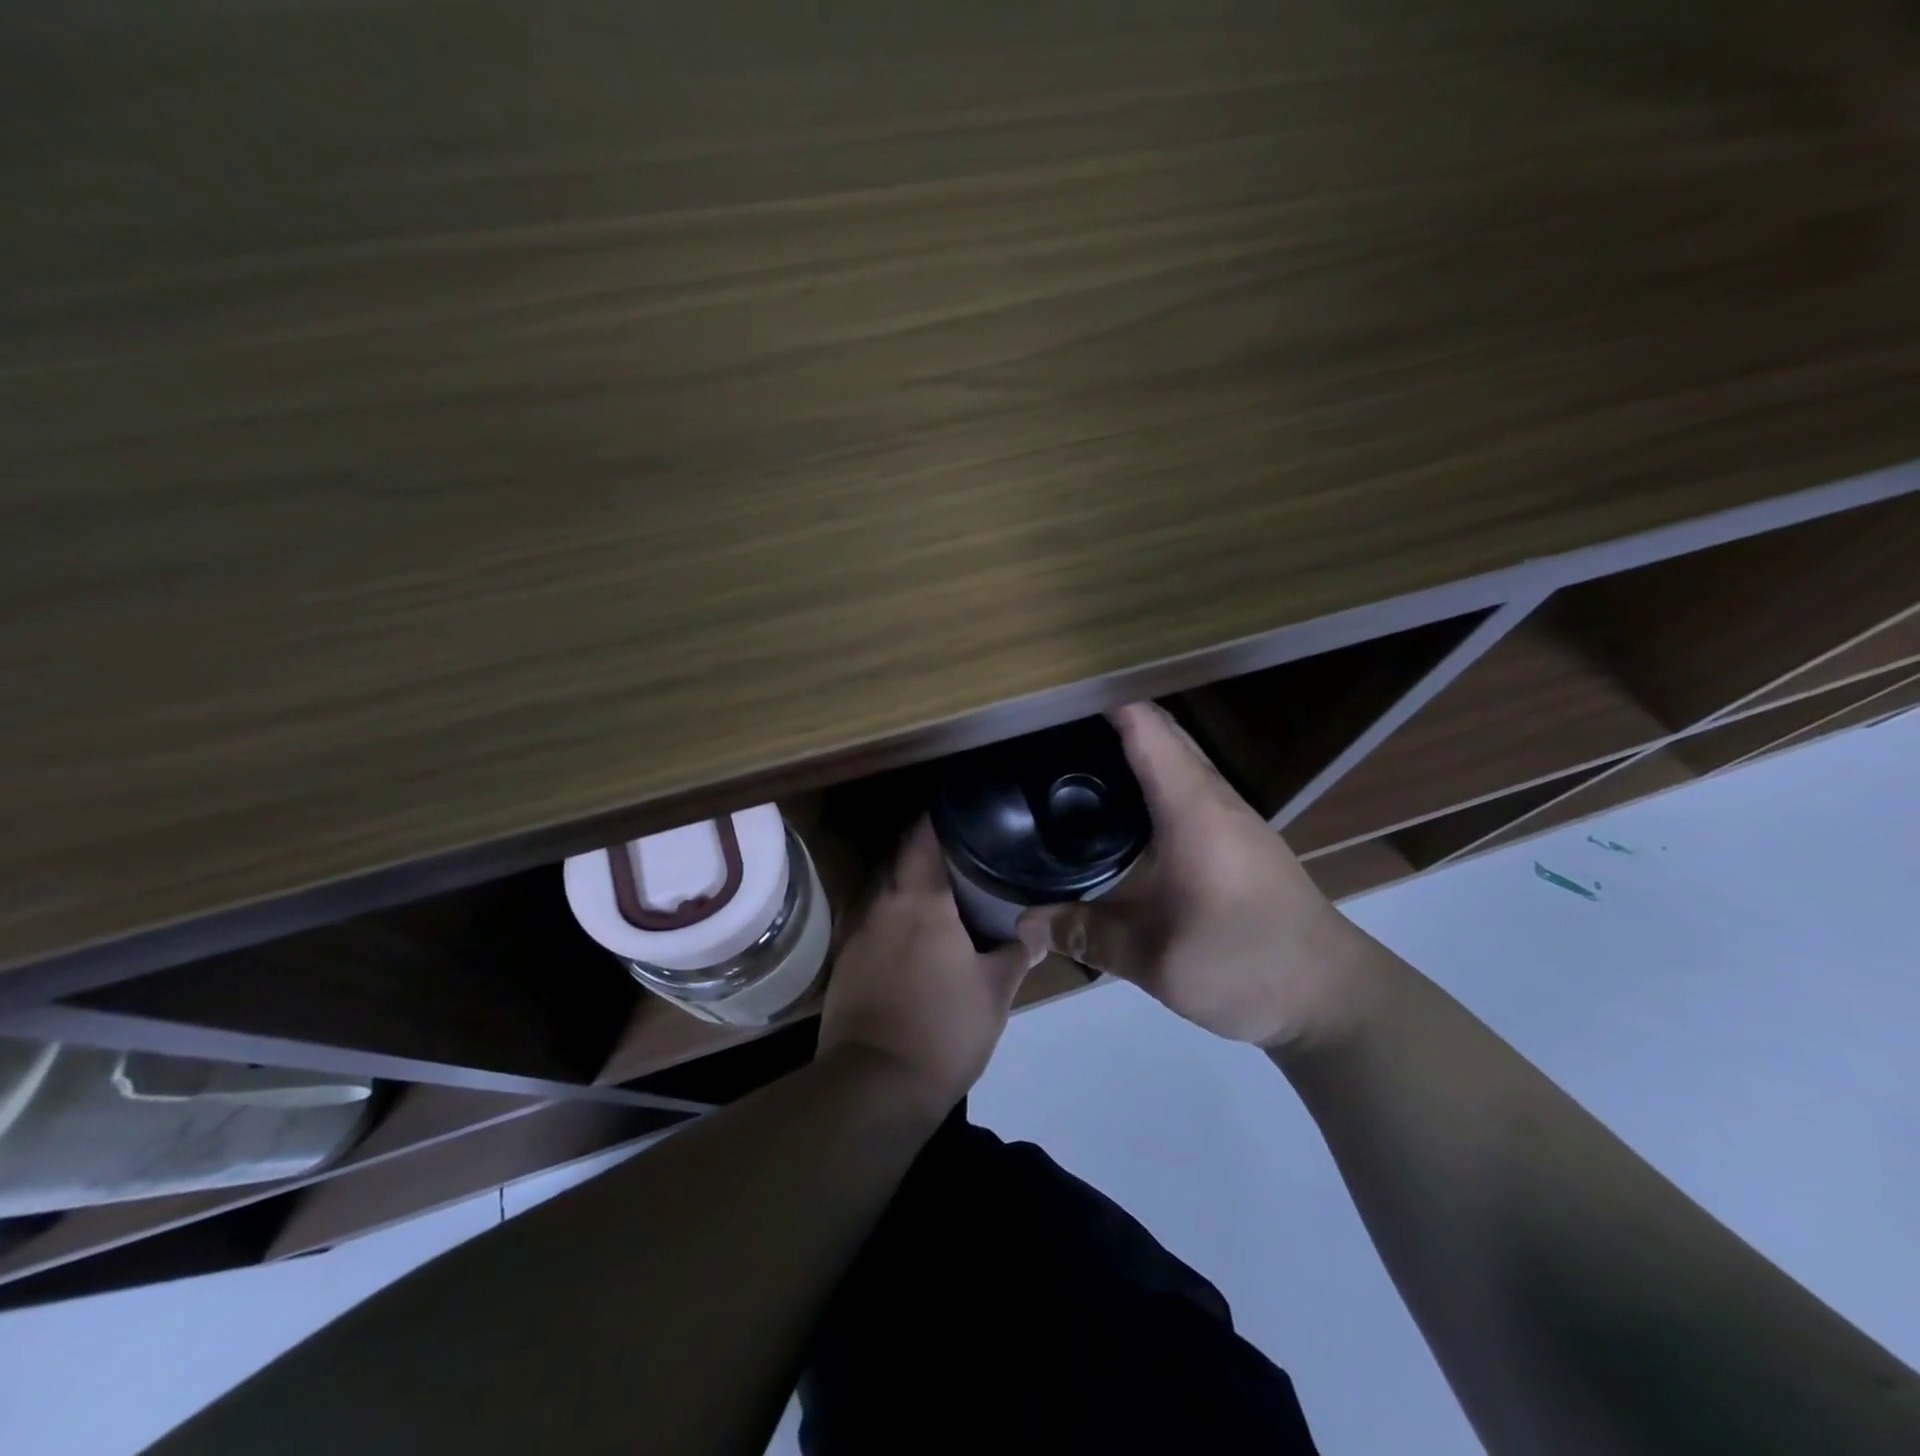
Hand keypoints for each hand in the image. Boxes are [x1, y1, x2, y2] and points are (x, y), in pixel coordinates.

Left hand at [818, 818, 1040, 1114]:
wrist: (875, 1087)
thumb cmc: (943, 1030)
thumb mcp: (994, 992)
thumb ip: (1016, 954)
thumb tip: (1037, 930)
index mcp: (919, 901)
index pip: (923, 837)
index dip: (939, 817)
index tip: (962, 811)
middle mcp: (880, 905)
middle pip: (899, 858)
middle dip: (925, 849)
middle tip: (961, 851)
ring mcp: (856, 933)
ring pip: (883, 890)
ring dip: (906, 883)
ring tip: (940, 889)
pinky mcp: (844, 962)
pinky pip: (871, 921)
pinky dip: (891, 916)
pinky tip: (911, 933)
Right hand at [1015, 702, 1374, 1048]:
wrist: (1330, 996)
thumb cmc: (1244, 964)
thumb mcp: (1153, 959)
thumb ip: (1085, 934)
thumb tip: (1024, 923)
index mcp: (1192, 808)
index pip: (1146, 727)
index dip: (1103, 701)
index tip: (1053, 697)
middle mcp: (1213, 797)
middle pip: (1161, 733)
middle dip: (1109, 718)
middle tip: (1049, 728)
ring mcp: (1231, 815)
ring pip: (1177, 757)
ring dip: (1132, 746)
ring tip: (1075, 758)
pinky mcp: (1237, 837)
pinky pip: (1186, 784)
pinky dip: (1150, 776)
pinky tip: (1121, 809)